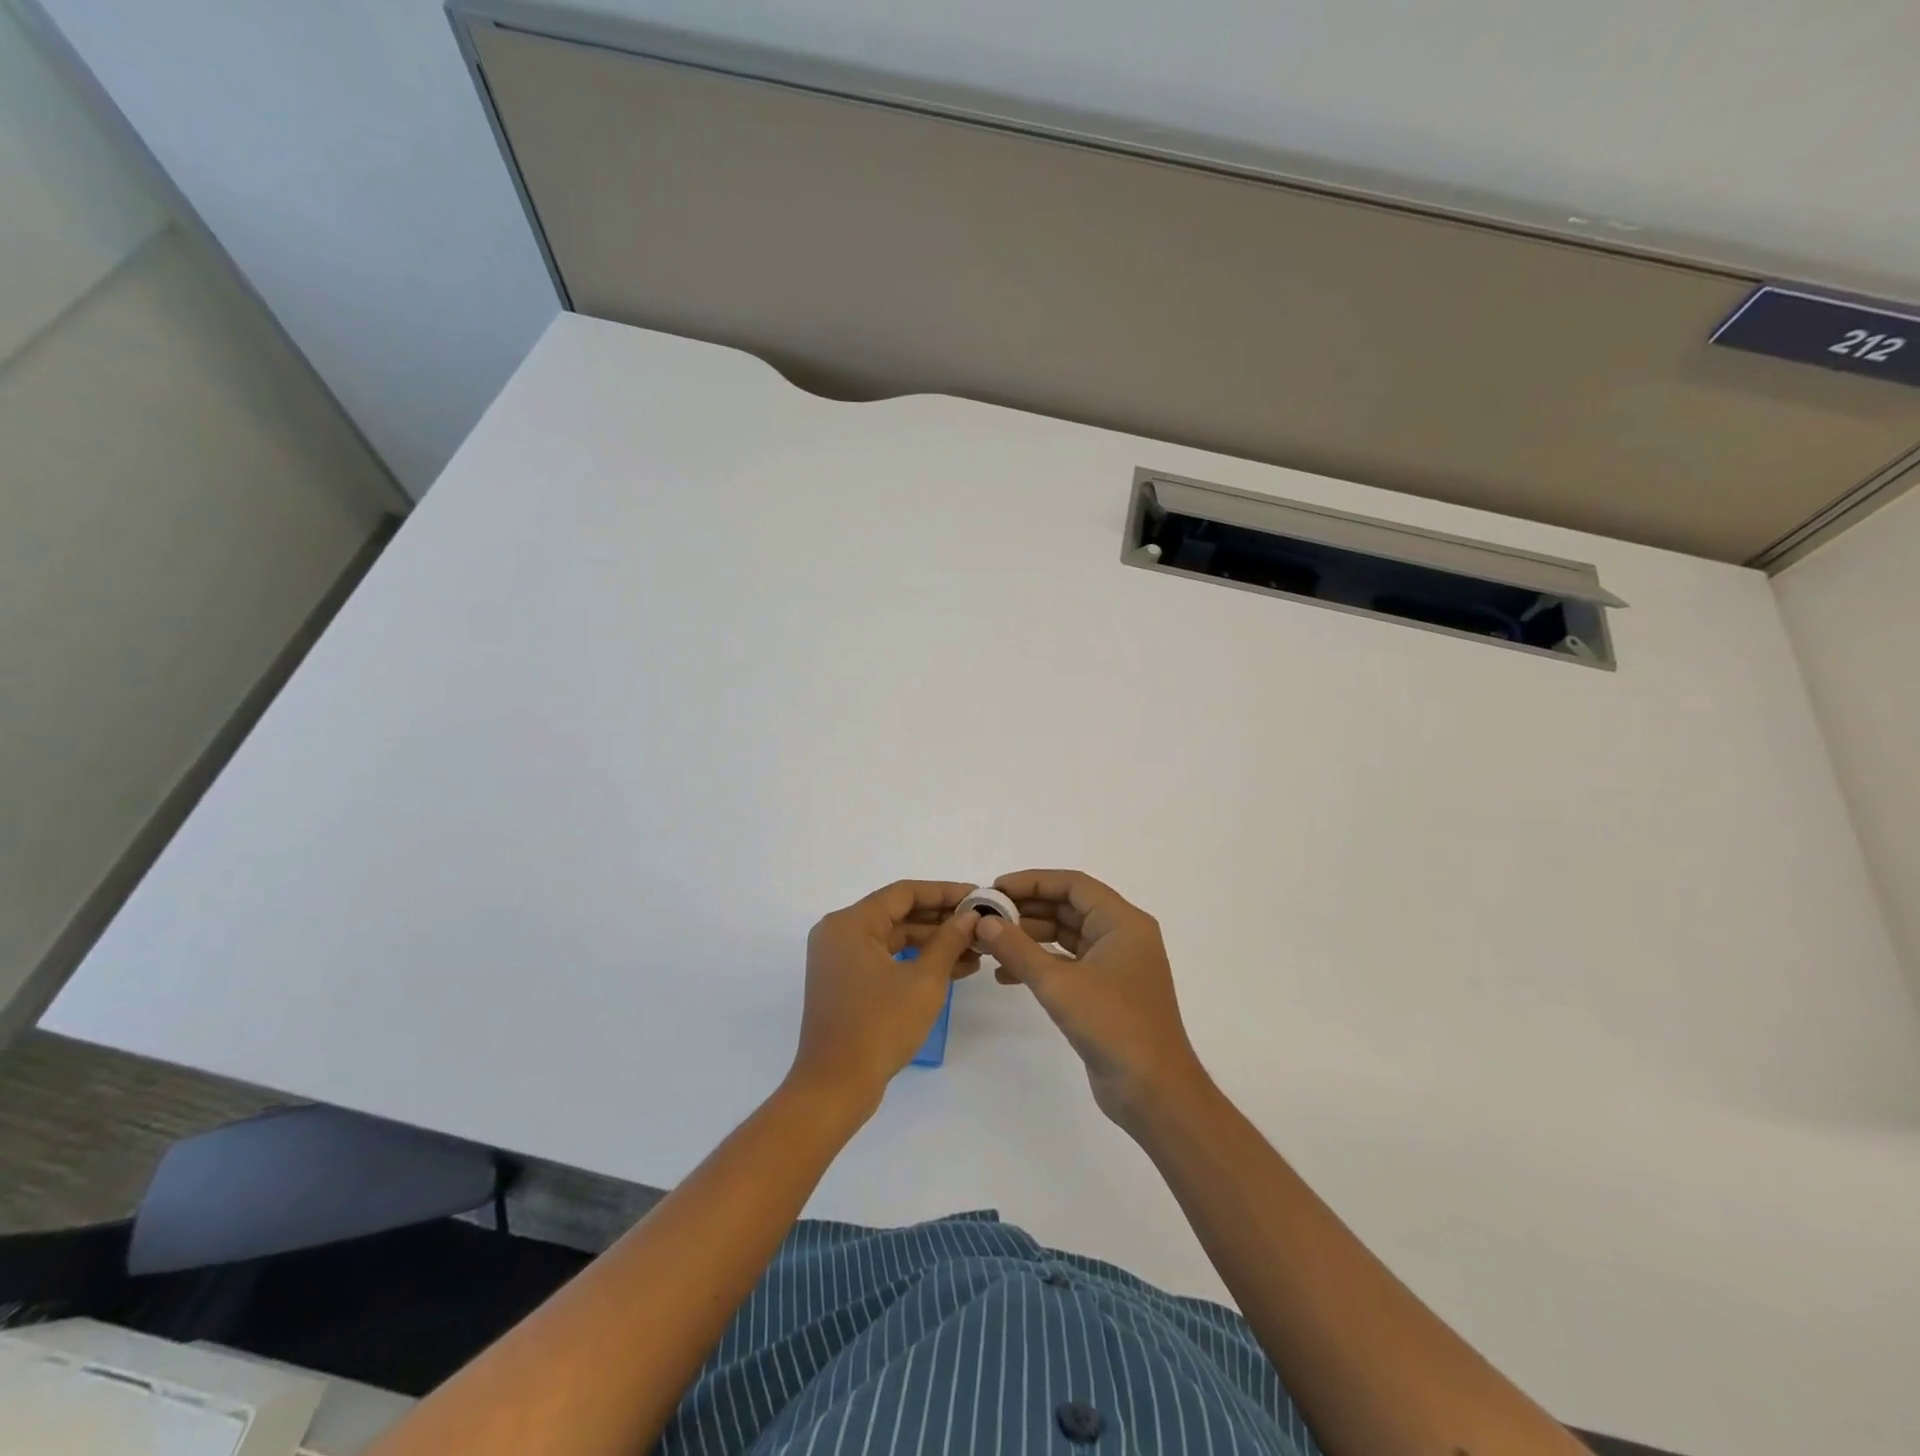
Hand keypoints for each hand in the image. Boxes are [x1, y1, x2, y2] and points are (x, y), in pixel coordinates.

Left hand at [789, 881, 980, 1114]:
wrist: (835, 1087)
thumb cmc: (879, 1027)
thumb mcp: (924, 981)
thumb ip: (949, 941)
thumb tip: (970, 916)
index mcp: (851, 923)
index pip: (904, 893)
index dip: (944, 893)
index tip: (977, 896)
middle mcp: (839, 932)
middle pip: (897, 913)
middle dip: (941, 921)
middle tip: (980, 924)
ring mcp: (839, 958)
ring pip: (893, 938)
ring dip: (932, 943)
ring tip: (975, 952)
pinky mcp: (844, 981)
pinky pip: (884, 958)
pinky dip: (914, 961)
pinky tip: (952, 970)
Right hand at [979, 870, 1208, 1128]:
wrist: (1153, 1092)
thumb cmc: (1113, 1026)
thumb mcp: (1059, 984)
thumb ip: (1018, 949)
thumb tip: (983, 922)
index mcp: (1122, 922)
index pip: (1073, 884)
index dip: (1033, 882)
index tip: (995, 890)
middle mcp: (1122, 936)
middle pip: (1068, 908)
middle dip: (1026, 911)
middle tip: (986, 917)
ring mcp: (1115, 965)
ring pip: (1066, 937)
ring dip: (1029, 938)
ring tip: (989, 944)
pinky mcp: (1106, 992)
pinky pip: (1068, 964)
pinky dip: (1039, 964)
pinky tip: (1006, 976)